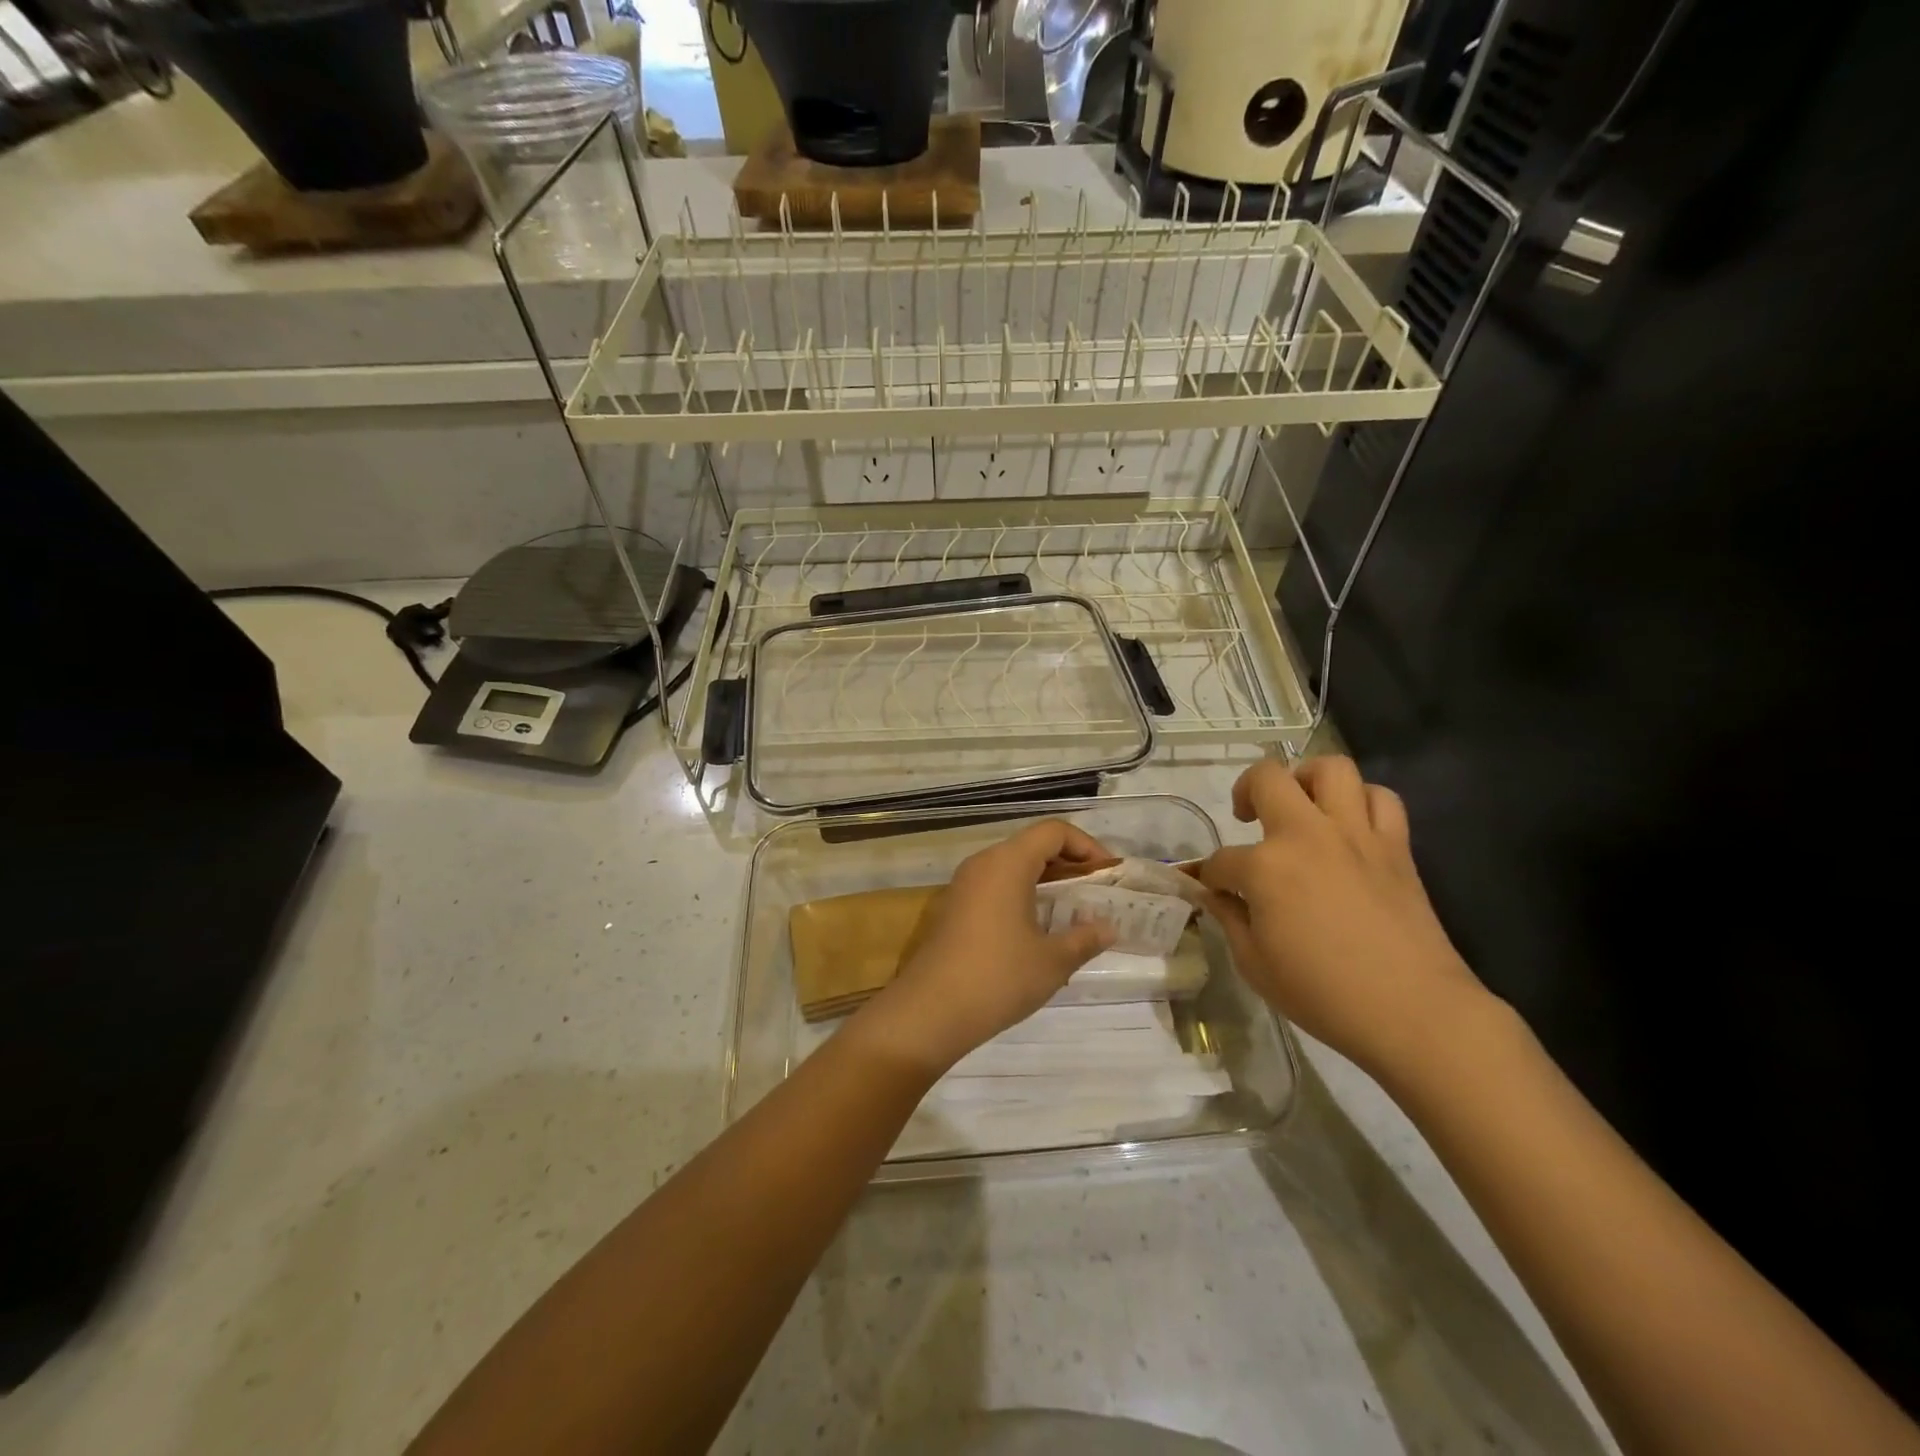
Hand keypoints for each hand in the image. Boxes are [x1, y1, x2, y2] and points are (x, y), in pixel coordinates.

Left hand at [850, 820, 1117, 1076]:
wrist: (930, 1011)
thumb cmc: (998, 977)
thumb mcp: (1052, 961)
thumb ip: (1084, 938)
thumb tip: (1108, 928)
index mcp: (1007, 863)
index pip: (1053, 832)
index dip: (1086, 846)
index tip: (1108, 875)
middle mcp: (983, 863)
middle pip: (1032, 845)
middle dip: (1068, 864)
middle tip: (1096, 893)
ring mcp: (963, 885)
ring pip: (1012, 867)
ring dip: (1045, 881)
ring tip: (1072, 912)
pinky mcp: (953, 908)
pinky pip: (995, 886)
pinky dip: (1022, 895)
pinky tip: (1037, 930)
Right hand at [1195, 756, 1488, 1080]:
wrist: (1414, 1011)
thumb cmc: (1323, 994)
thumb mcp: (1254, 964)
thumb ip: (1229, 919)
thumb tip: (1214, 894)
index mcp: (1265, 867)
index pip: (1221, 860)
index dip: (1210, 876)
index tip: (1211, 891)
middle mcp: (1307, 835)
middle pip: (1267, 778)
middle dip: (1245, 791)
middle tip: (1246, 816)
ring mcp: (1355, 835)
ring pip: (1331, 769)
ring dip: (1307, 778)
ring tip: (1301, 804)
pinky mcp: (1396, 846)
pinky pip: (1381, 799)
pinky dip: (1362, 801)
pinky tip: (1349, 825)